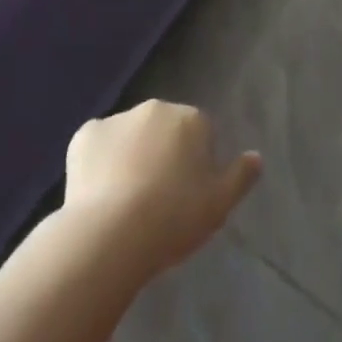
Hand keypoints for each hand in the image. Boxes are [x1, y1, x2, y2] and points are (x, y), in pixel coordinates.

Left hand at [64, 100, 261, 277]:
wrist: (111, 232)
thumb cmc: (173, 218)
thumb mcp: (219, 205)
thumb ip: (240, 177)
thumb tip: (256, 156)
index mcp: (191, 119)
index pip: (200, 134)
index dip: (195, 165)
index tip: (187, 197)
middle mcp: (156, 108)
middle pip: (164, 130)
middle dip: (163, 154)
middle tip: (157, 200)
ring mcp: (118, 118)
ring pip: (130, 136)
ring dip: (131, 156)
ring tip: (125, 203)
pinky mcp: (86, 135)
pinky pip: (97, 146)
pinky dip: (99, 163)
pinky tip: (98, 195)